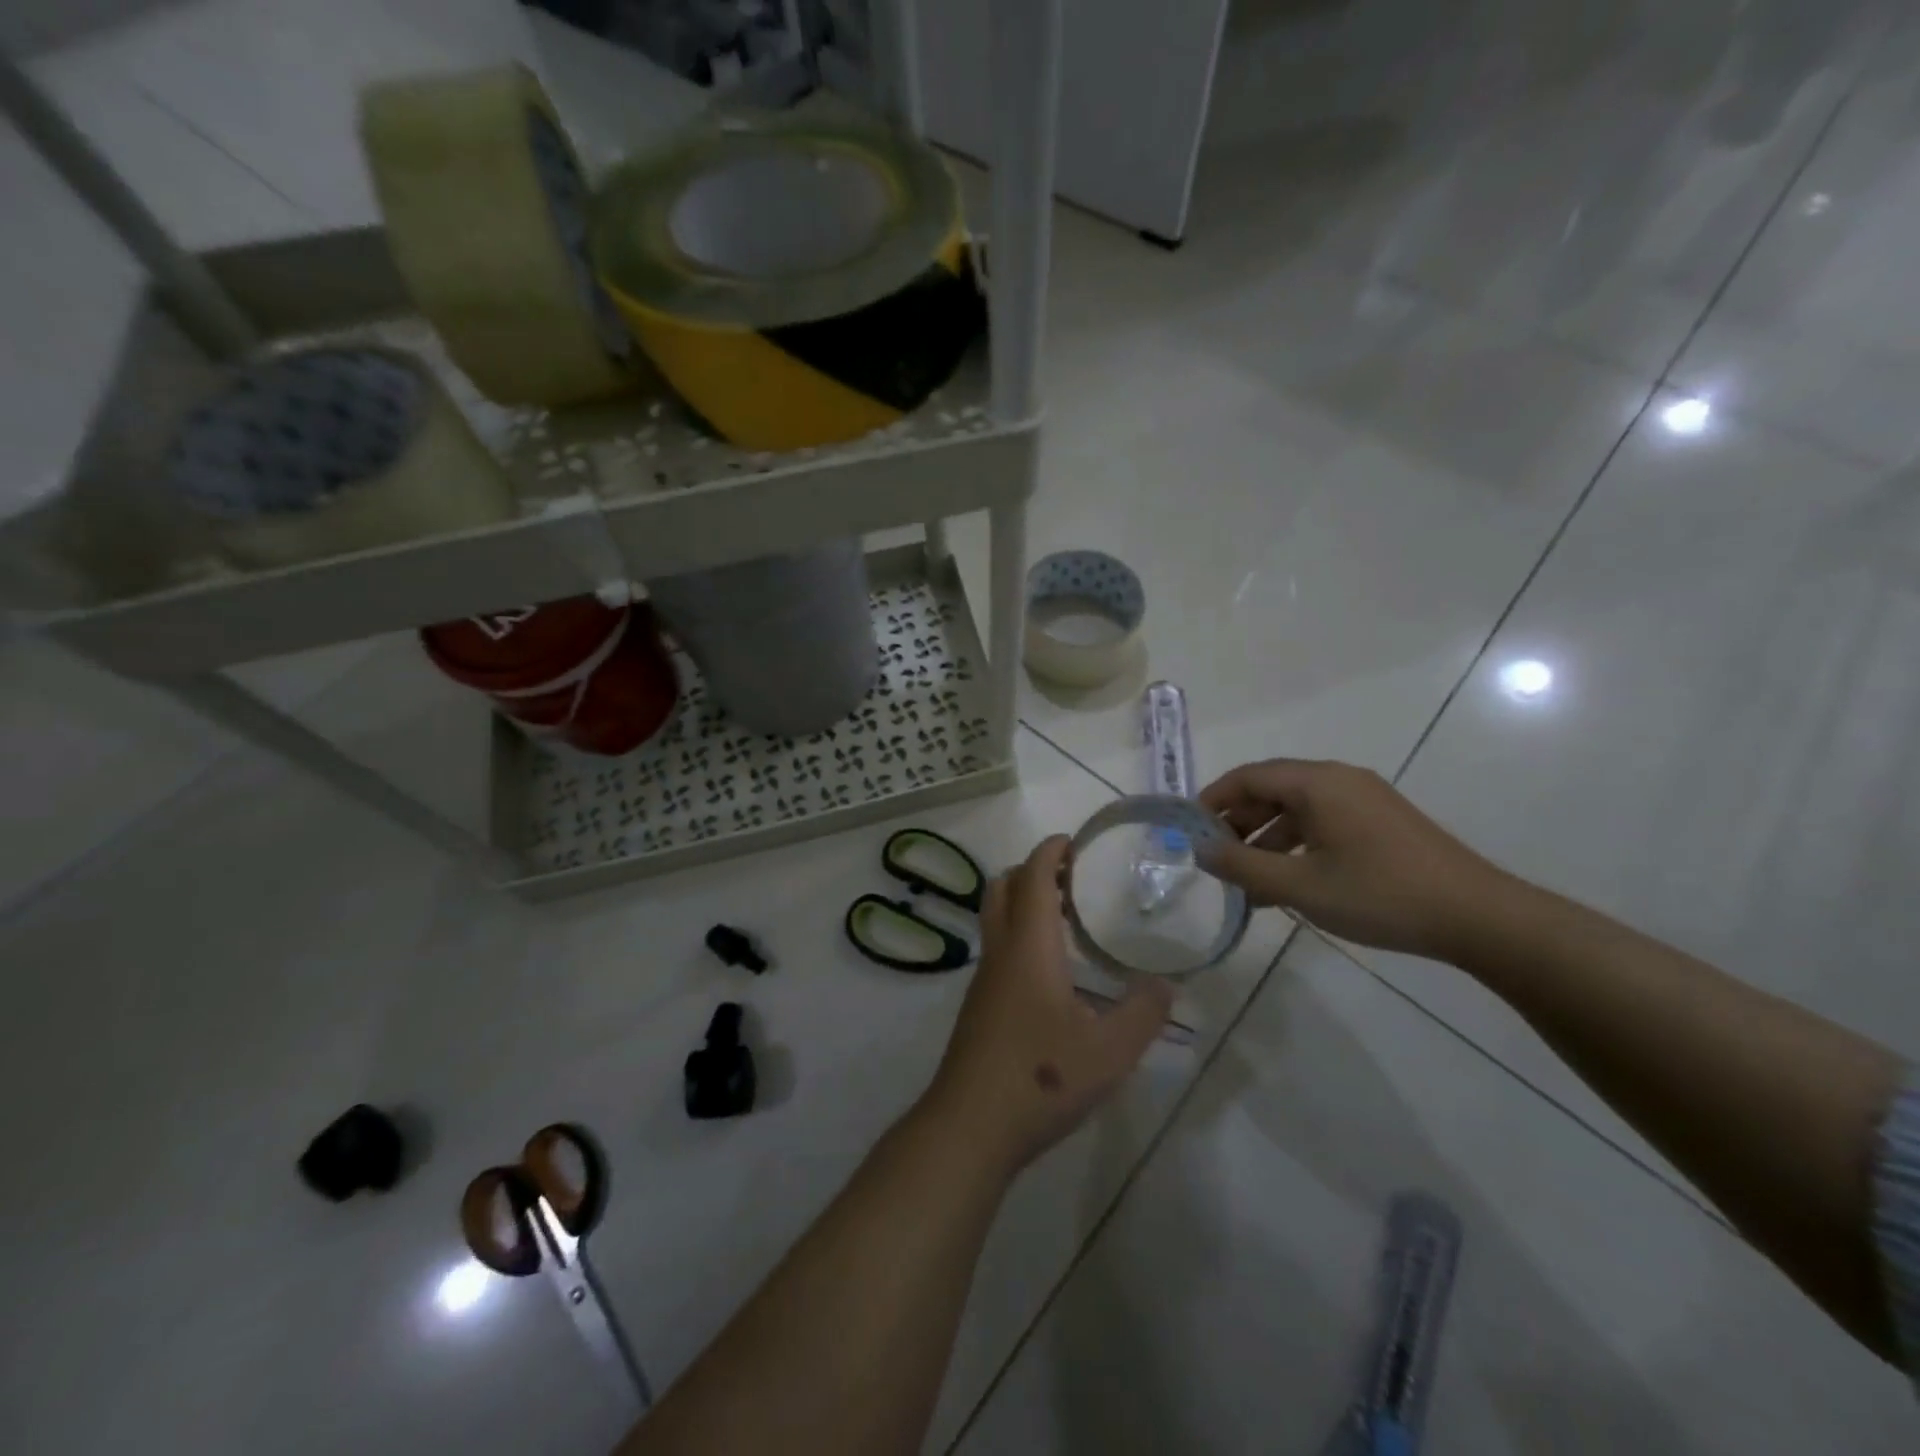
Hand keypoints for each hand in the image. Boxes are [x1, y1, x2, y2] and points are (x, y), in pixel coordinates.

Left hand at [922, 835, 1173, 1174]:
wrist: (970, 1126)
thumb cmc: (1041, 1077)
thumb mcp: (1110, 1052)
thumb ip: (1143, 1013)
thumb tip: (1166, 984)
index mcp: (1029, 947)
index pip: (1033, 878)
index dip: (1049, 852)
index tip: (1072, 841)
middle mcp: (1000, 952)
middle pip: (1003, 888)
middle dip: (1031, 870)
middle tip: (1070, 877)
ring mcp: (984, 980)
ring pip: (995, 919)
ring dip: (1023, 903)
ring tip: (1067, 918)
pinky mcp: (978, 1007)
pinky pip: (998, 949)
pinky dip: (1019, 935)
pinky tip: (1051, 972)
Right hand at [1198, 759, 1514, 960]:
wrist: (1478, 917)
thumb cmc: (1380, 895)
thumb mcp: (1301, 886)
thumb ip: (1243, 867)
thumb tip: (1201, 852)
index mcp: (1318, 783)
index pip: (1248, 777)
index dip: (1213, 800)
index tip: (1189, 831)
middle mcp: (1339, 781)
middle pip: (1271, 790)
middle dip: (1237, 823)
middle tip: (1215, 859)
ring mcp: (1363, 801)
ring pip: (1296, 810)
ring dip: (1265, 840)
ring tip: (1246, 883)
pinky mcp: (1380, 824)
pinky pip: (1321, 824)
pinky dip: (1294, 847)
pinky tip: (1286, 885)